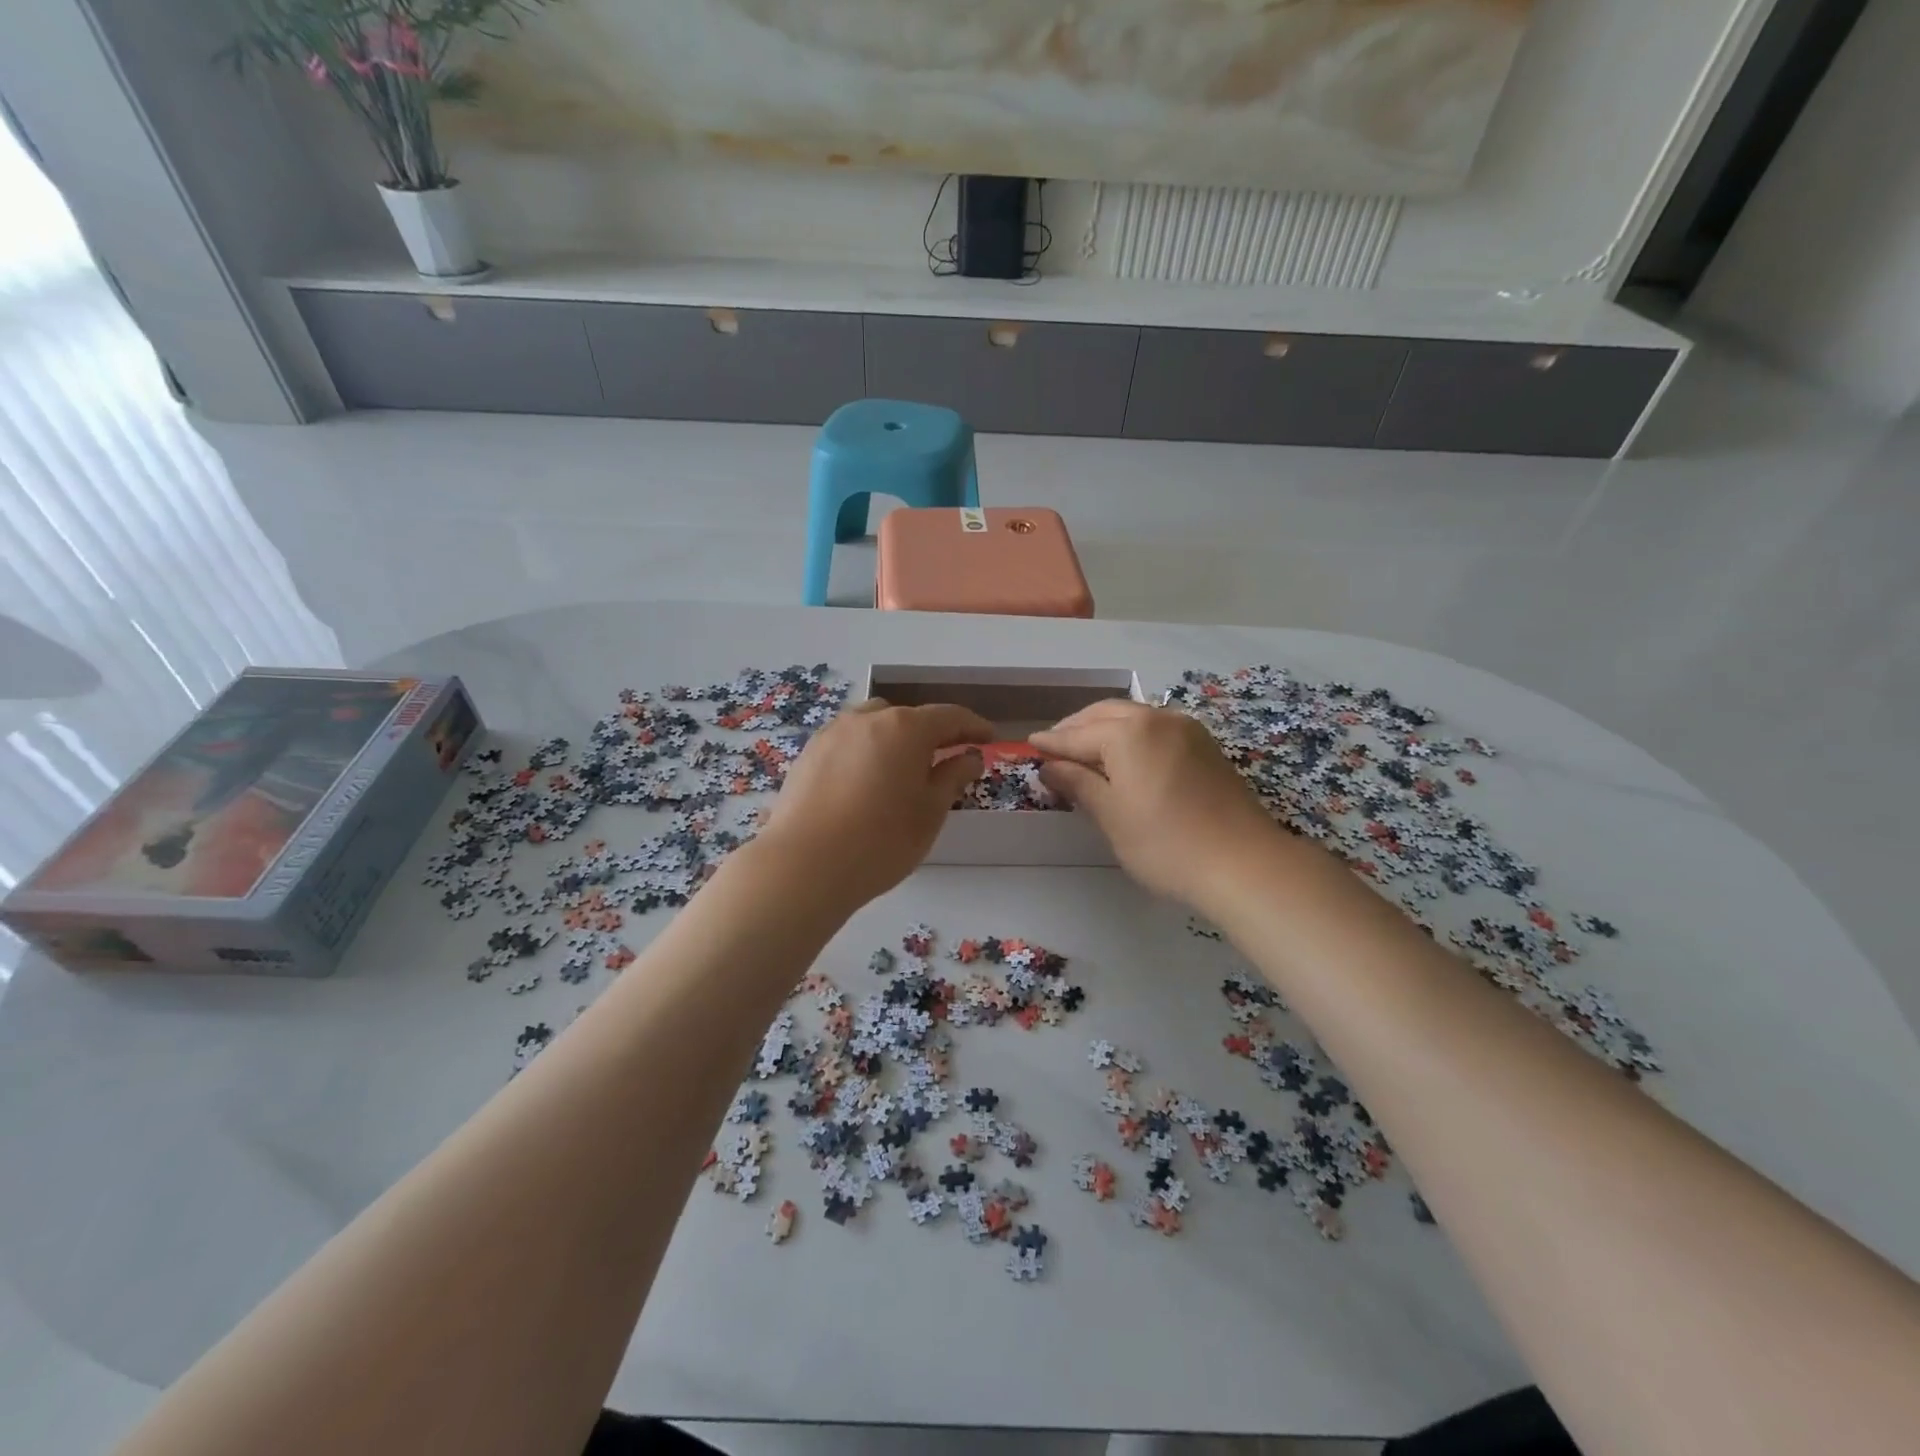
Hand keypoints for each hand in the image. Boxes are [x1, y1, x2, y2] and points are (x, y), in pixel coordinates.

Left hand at [759, 698, 991, 910]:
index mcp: (906, 728)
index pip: (949, 717)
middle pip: (908, 717)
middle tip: (947, 758)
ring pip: (874, 725)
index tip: (988, 738)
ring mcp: (833, 733)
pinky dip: (866, 751)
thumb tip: (970, 756)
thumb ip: (953, 777)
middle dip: (931, 733)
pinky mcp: (809, 753)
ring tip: (903, 769)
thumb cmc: (881, 840)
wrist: (804, 865)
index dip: (973, 726)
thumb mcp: (930, 812)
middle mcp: (868, 719)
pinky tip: (866, 781)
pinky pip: (848, 741)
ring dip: (895, 739)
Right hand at [1031, 700, 1279, 908]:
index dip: (1052, 743)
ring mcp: (1187, 730)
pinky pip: (1157, 728)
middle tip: (1054, 746)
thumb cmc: (1165, 843)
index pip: (1077, 735)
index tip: (1030, 745)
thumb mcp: (1111, 816)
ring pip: (1134, 717)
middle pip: (1106, 714)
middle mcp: (1158, 719)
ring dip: (1105, 727)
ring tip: (1085, 750)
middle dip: (1077, 727)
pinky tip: (1126, 755)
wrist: (1243, 863)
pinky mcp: (1206, 746)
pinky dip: (1132, 735)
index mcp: (1128, 732)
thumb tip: (1050, 766)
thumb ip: (1078, 784)